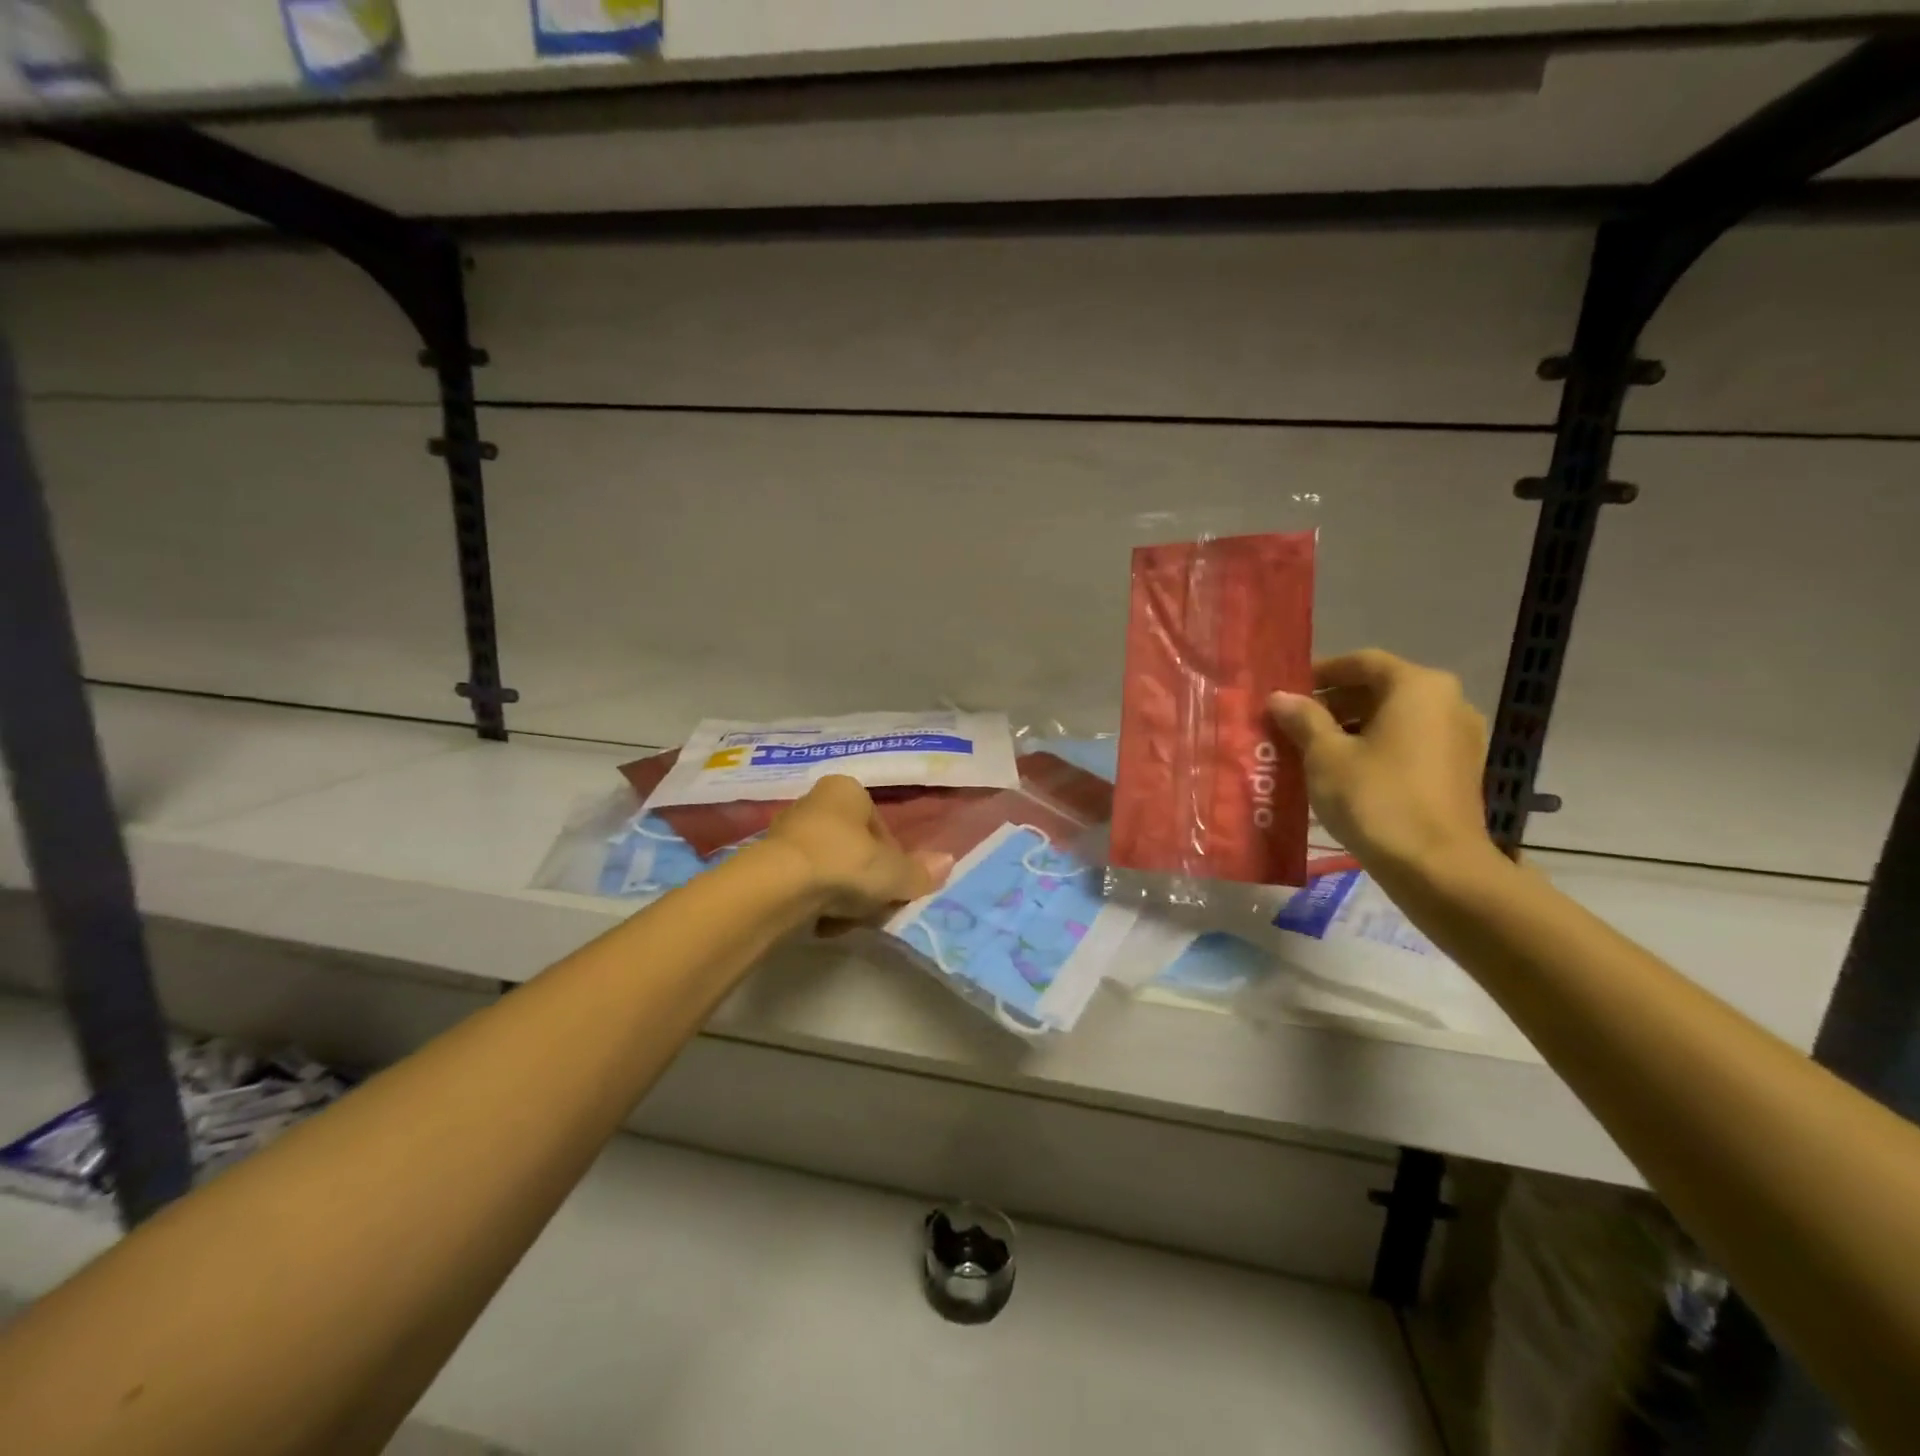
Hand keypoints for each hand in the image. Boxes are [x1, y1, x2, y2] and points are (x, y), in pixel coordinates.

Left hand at [762, 775, 951, 921]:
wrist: (777, 887)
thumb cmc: (844, 864)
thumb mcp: (893, 873)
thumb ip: (920, 871)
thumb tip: (948, 862)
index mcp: (847, 790)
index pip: (881, 827)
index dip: (893, 860)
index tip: (894, 886)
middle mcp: (815, 802)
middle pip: (855, 847)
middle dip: (866, 879)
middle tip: (873, 906)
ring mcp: (788, 831)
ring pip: (830, 867)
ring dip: (842, 893)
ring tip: (847, 919)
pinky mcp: (767, 862)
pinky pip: (805, 883)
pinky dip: (816, 902)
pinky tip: (821, 923)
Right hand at [1268, 650, 1494, 876]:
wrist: (1437, 868)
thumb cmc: (1376, 798)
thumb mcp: (1325, 756)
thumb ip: (1303, 719)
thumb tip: (1281, 697)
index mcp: (1418, 687)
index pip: (1361, 662)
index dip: (1320, 673)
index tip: (1287, 692)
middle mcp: (1447, 702)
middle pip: (1380, 689)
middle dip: (1333, 703)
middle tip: (1292, 723)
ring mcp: (1459, 738)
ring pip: (1395, 719)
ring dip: (1352, 728)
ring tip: (1310, 751)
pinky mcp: (1459, 771)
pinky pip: (1409, 745)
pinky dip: (1376, 749)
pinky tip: (1344, 774)